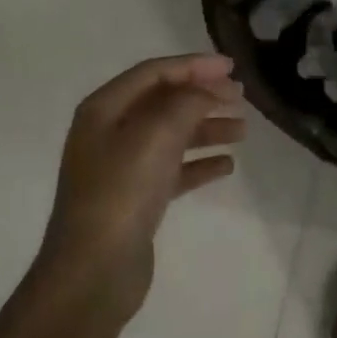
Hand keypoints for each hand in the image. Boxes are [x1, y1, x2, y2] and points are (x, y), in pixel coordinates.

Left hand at [36, 54, 244, 319]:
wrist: (93, 271)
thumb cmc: (121, 192)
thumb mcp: (156, 134)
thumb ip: (187, 102)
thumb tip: (209, 91)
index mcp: (104, 109)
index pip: (154, 73)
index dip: (194, 65)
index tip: (232, 68)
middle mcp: (110, 133)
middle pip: (165, 102)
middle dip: (204, 97)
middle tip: (242, 99)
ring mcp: (123, 168)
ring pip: (173, 136)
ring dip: (207, 129)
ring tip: (243, 131)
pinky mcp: (137, 199)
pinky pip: (174, 170)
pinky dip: (200, 163)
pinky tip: (227, 166)